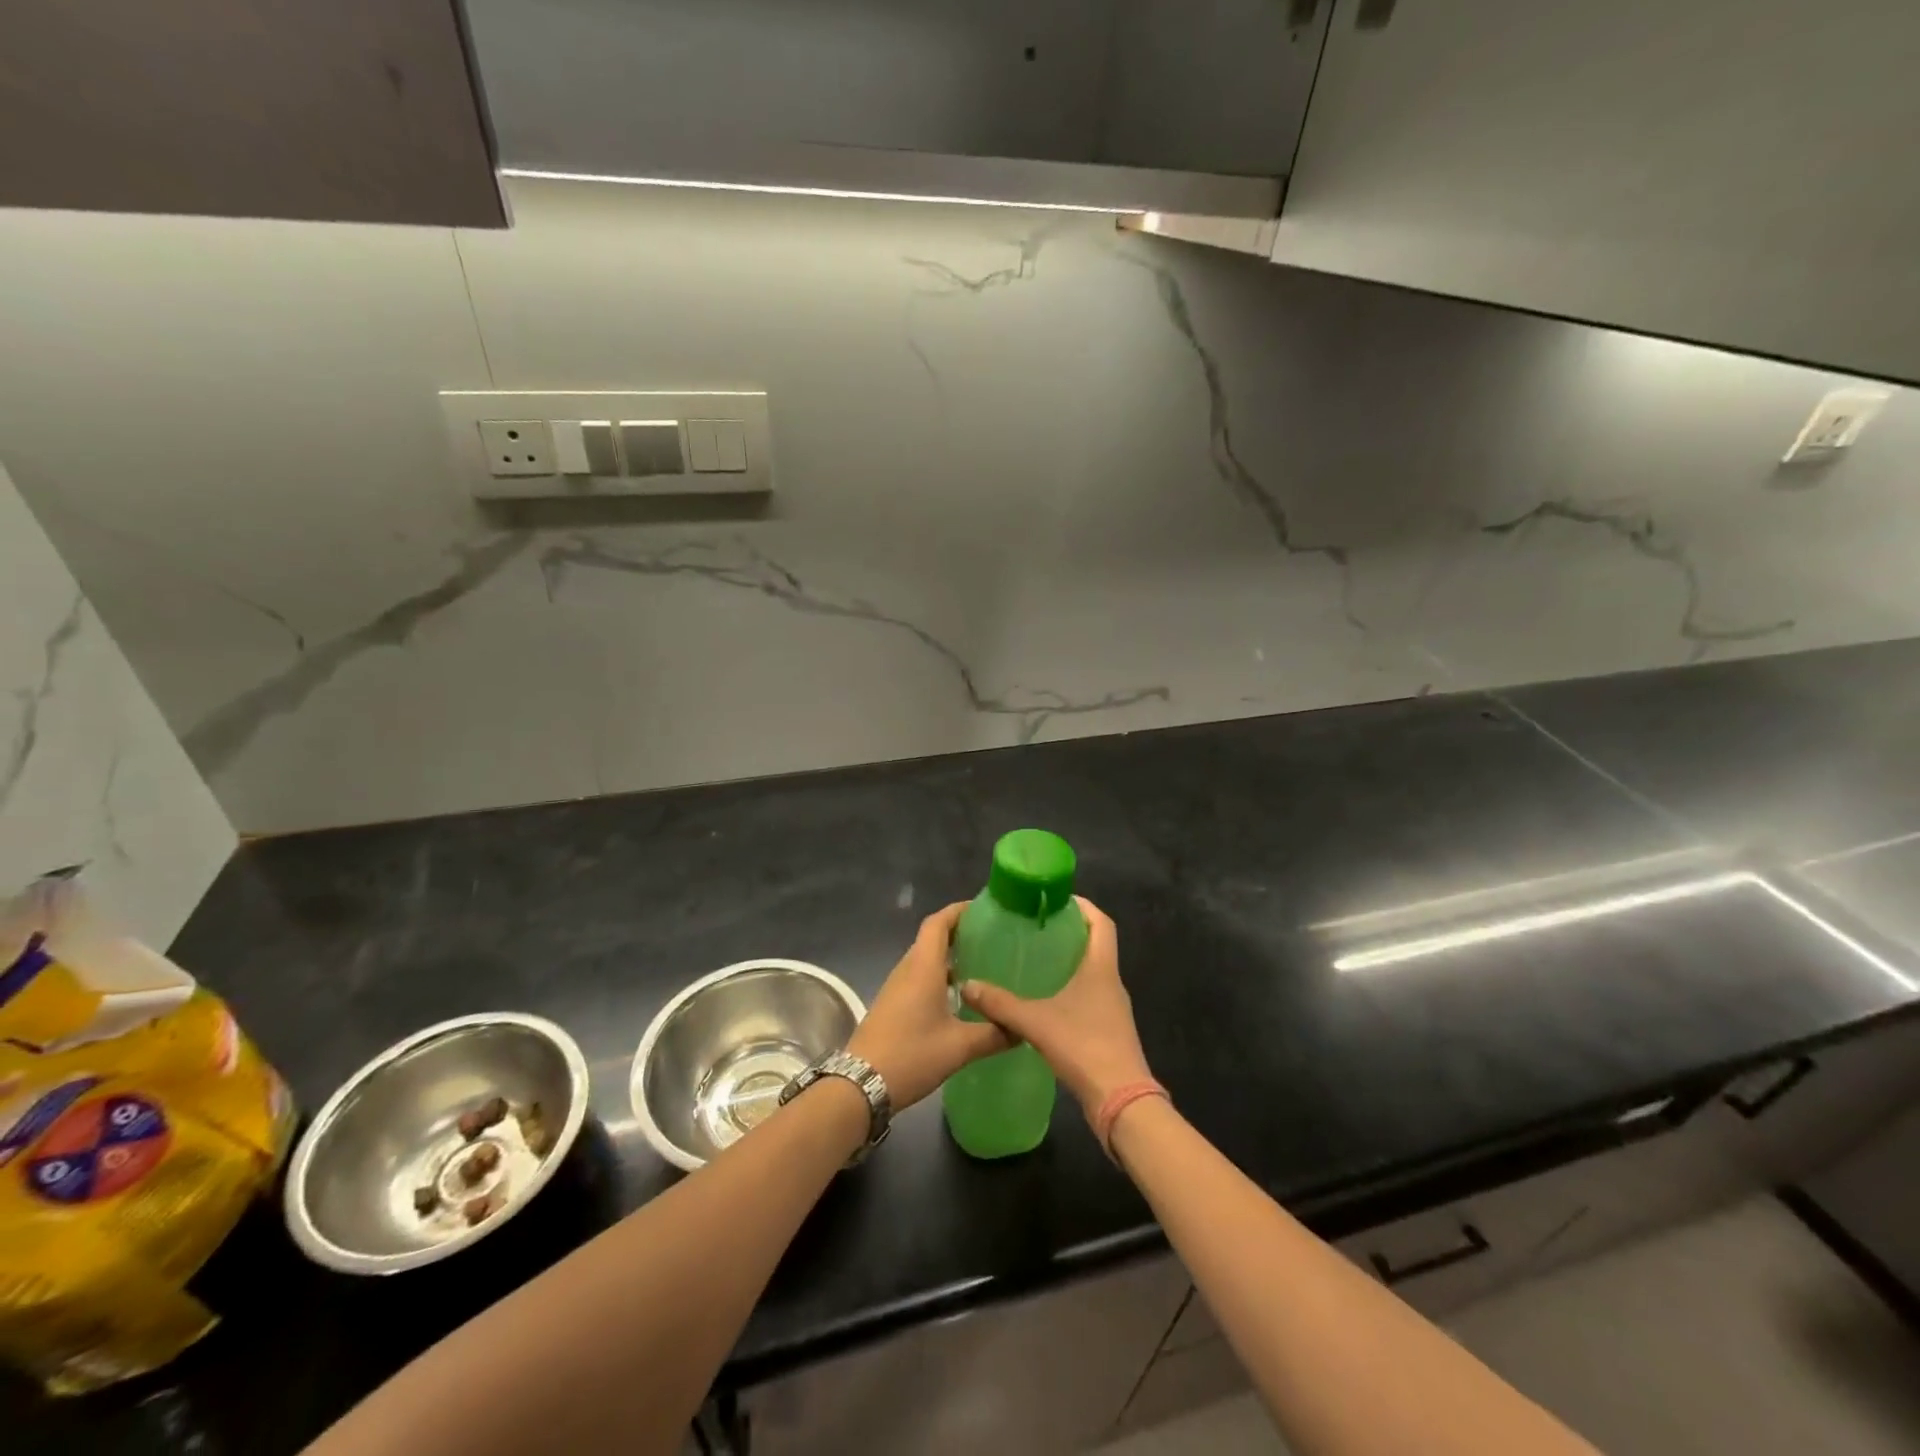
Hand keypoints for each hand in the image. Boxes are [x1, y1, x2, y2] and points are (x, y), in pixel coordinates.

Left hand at [847, 903, 1010, 1109]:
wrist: (860, 1085)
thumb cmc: (911, 1055)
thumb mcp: (959, 1047)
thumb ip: (994, 1033)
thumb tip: (1022, 1027)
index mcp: (923, 967)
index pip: (938, 923)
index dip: (958, 911)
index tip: (984, 910)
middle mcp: (908, 970)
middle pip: (931, 938)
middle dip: (959, 932)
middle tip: (992, 938)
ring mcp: (896, 987)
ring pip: (925, 959)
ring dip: (949, 956)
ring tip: (982, 964)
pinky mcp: (892, 1005)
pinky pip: (918, 977)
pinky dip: (939, 976)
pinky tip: (959, 997)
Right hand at [959, 897, 1152, 1118]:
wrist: (1121, 1101)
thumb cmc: (1083, 1046)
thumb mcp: (1035, 1022)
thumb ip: (1000, 1004)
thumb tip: (967, 986)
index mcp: (1101, 968)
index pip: (1101, 922)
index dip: (1083, 906)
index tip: (1056, 900)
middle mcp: (1111, 981)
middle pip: (1096, 944)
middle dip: (1070, 931)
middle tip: (1035, 927)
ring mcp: (1113, 1007)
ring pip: (1092, 971)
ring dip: (1069, 961)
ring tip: (1035, 958)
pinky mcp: (1109, 1030)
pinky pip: (1090, 995)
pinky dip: (1070, 988)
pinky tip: (1045, 998)